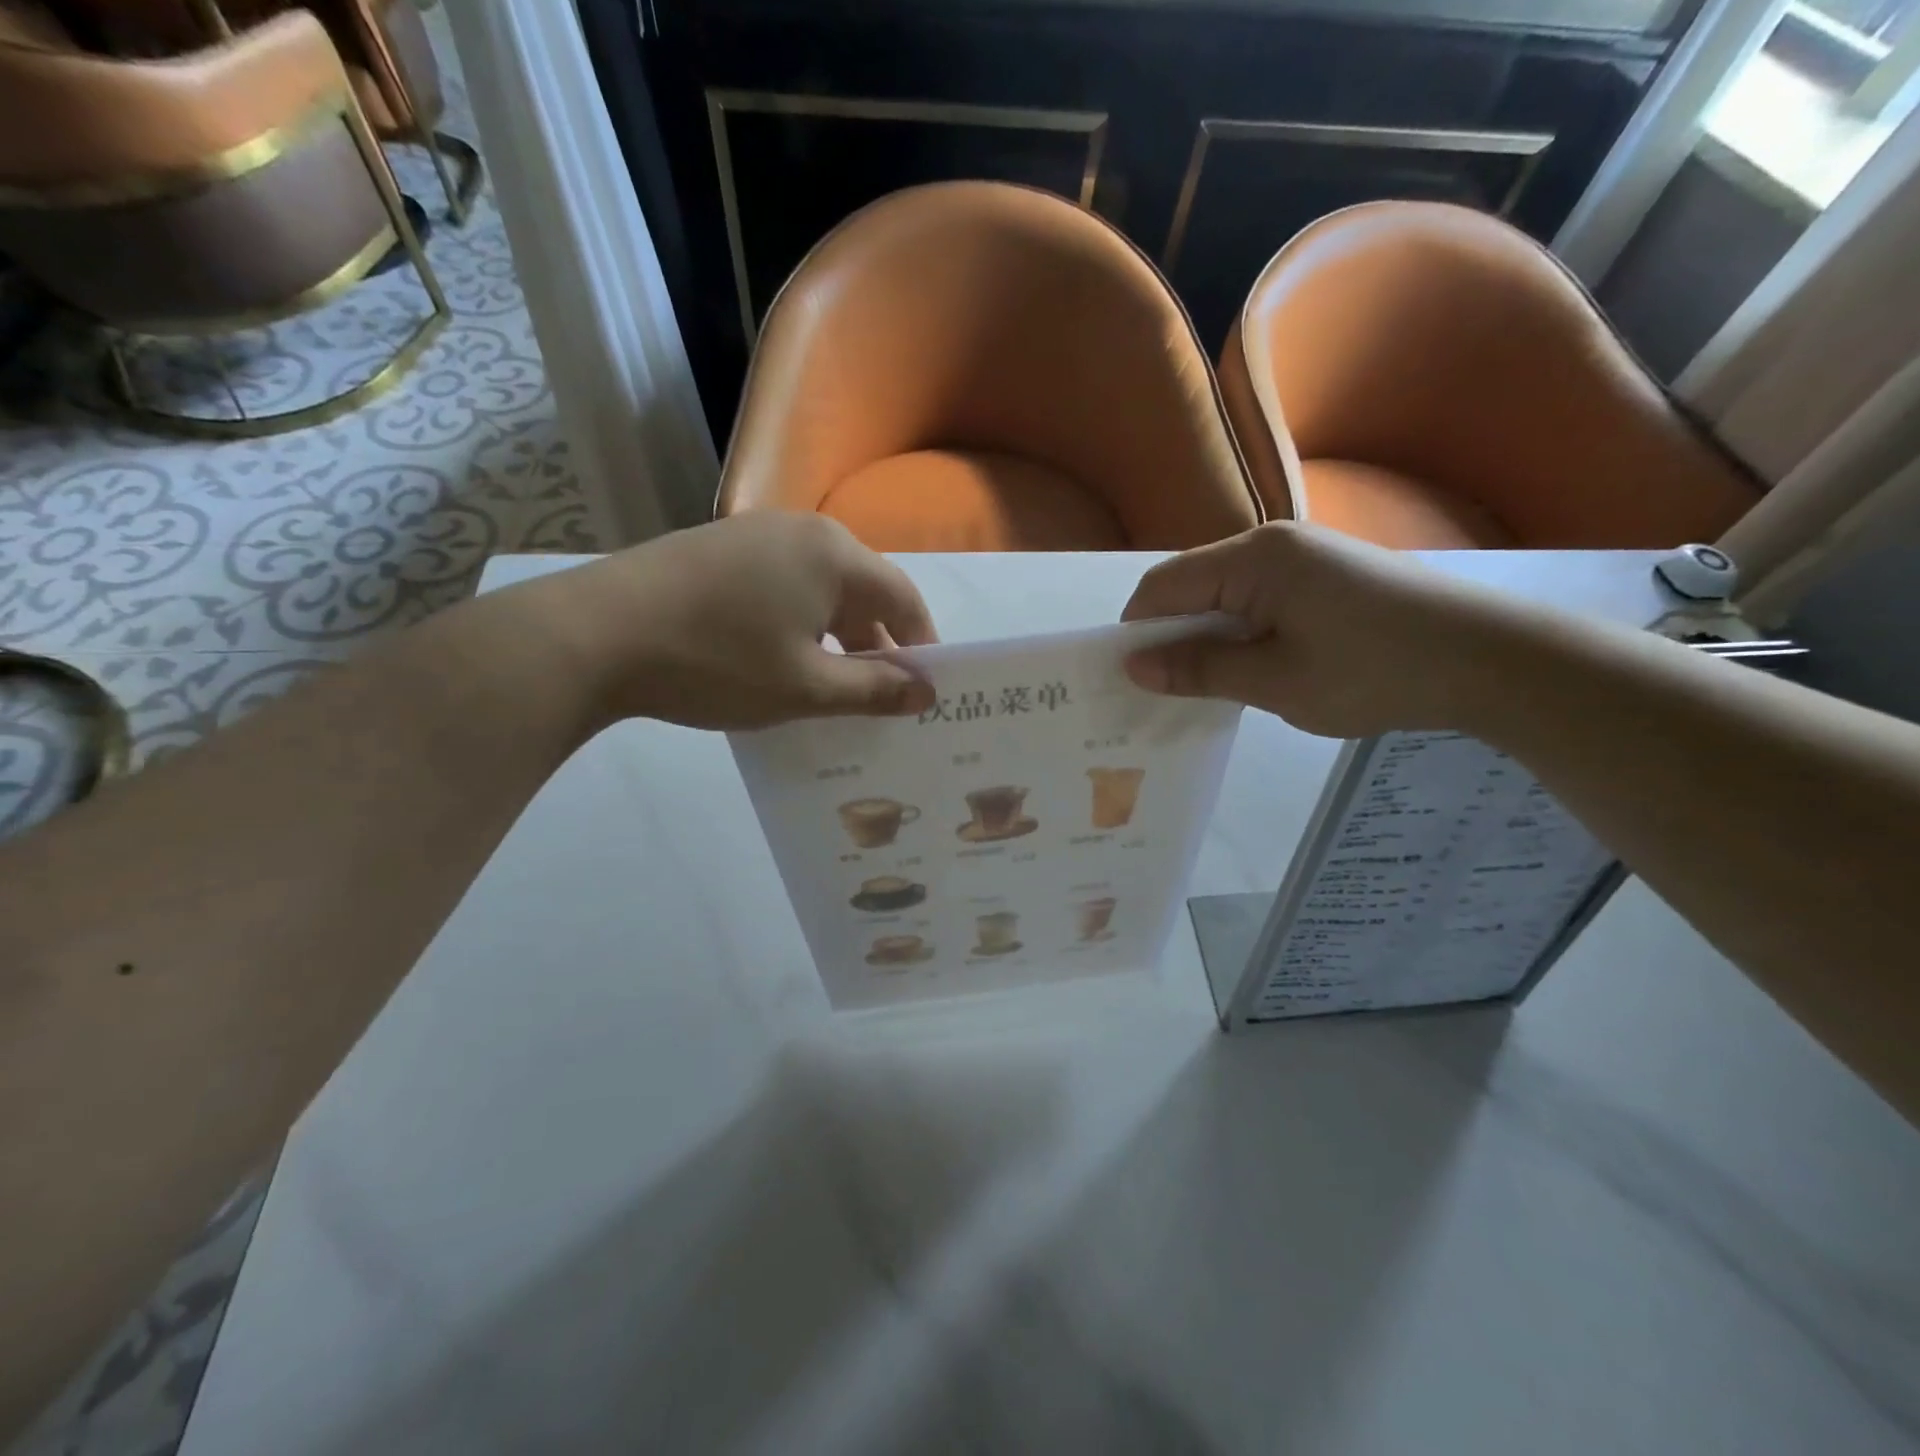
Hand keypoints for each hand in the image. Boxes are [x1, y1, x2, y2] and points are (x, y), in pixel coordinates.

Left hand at [537, 513, 938, 729]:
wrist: (594, 635)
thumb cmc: (718, 662)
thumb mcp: (806, 688)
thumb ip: (874, 690)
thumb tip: (926, 693)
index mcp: (835, 556)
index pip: (904, 598)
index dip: (922, 645)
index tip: (926, 689)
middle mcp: (803, 531)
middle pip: (864, 590)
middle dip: (879, 644)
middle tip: (882, 697)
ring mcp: (756, 534)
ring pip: (821, 589)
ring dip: (838, 636)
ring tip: (834, 686)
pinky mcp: (719, 549)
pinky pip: (783, 585)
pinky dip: (799, 623)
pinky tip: (781, 660)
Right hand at [1120, 523, 1516, 738]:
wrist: (1489, 659)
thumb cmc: (1373, 671)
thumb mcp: (1275, 681)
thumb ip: (1200, 669)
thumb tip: (1134, 666)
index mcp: (1253, 559)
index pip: (1163, 586)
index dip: (1136, 631)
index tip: (1130, 679)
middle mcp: (1272, 543)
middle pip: (1191, 586)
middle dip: (1171, 636)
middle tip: (1166, 692)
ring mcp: (1303, 556)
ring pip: (1224, 595)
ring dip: (1208, 638)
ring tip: (1211, 686)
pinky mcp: (1325, 575)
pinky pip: (1258, 599)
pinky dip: (1241, 632)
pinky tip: (1254, 668)